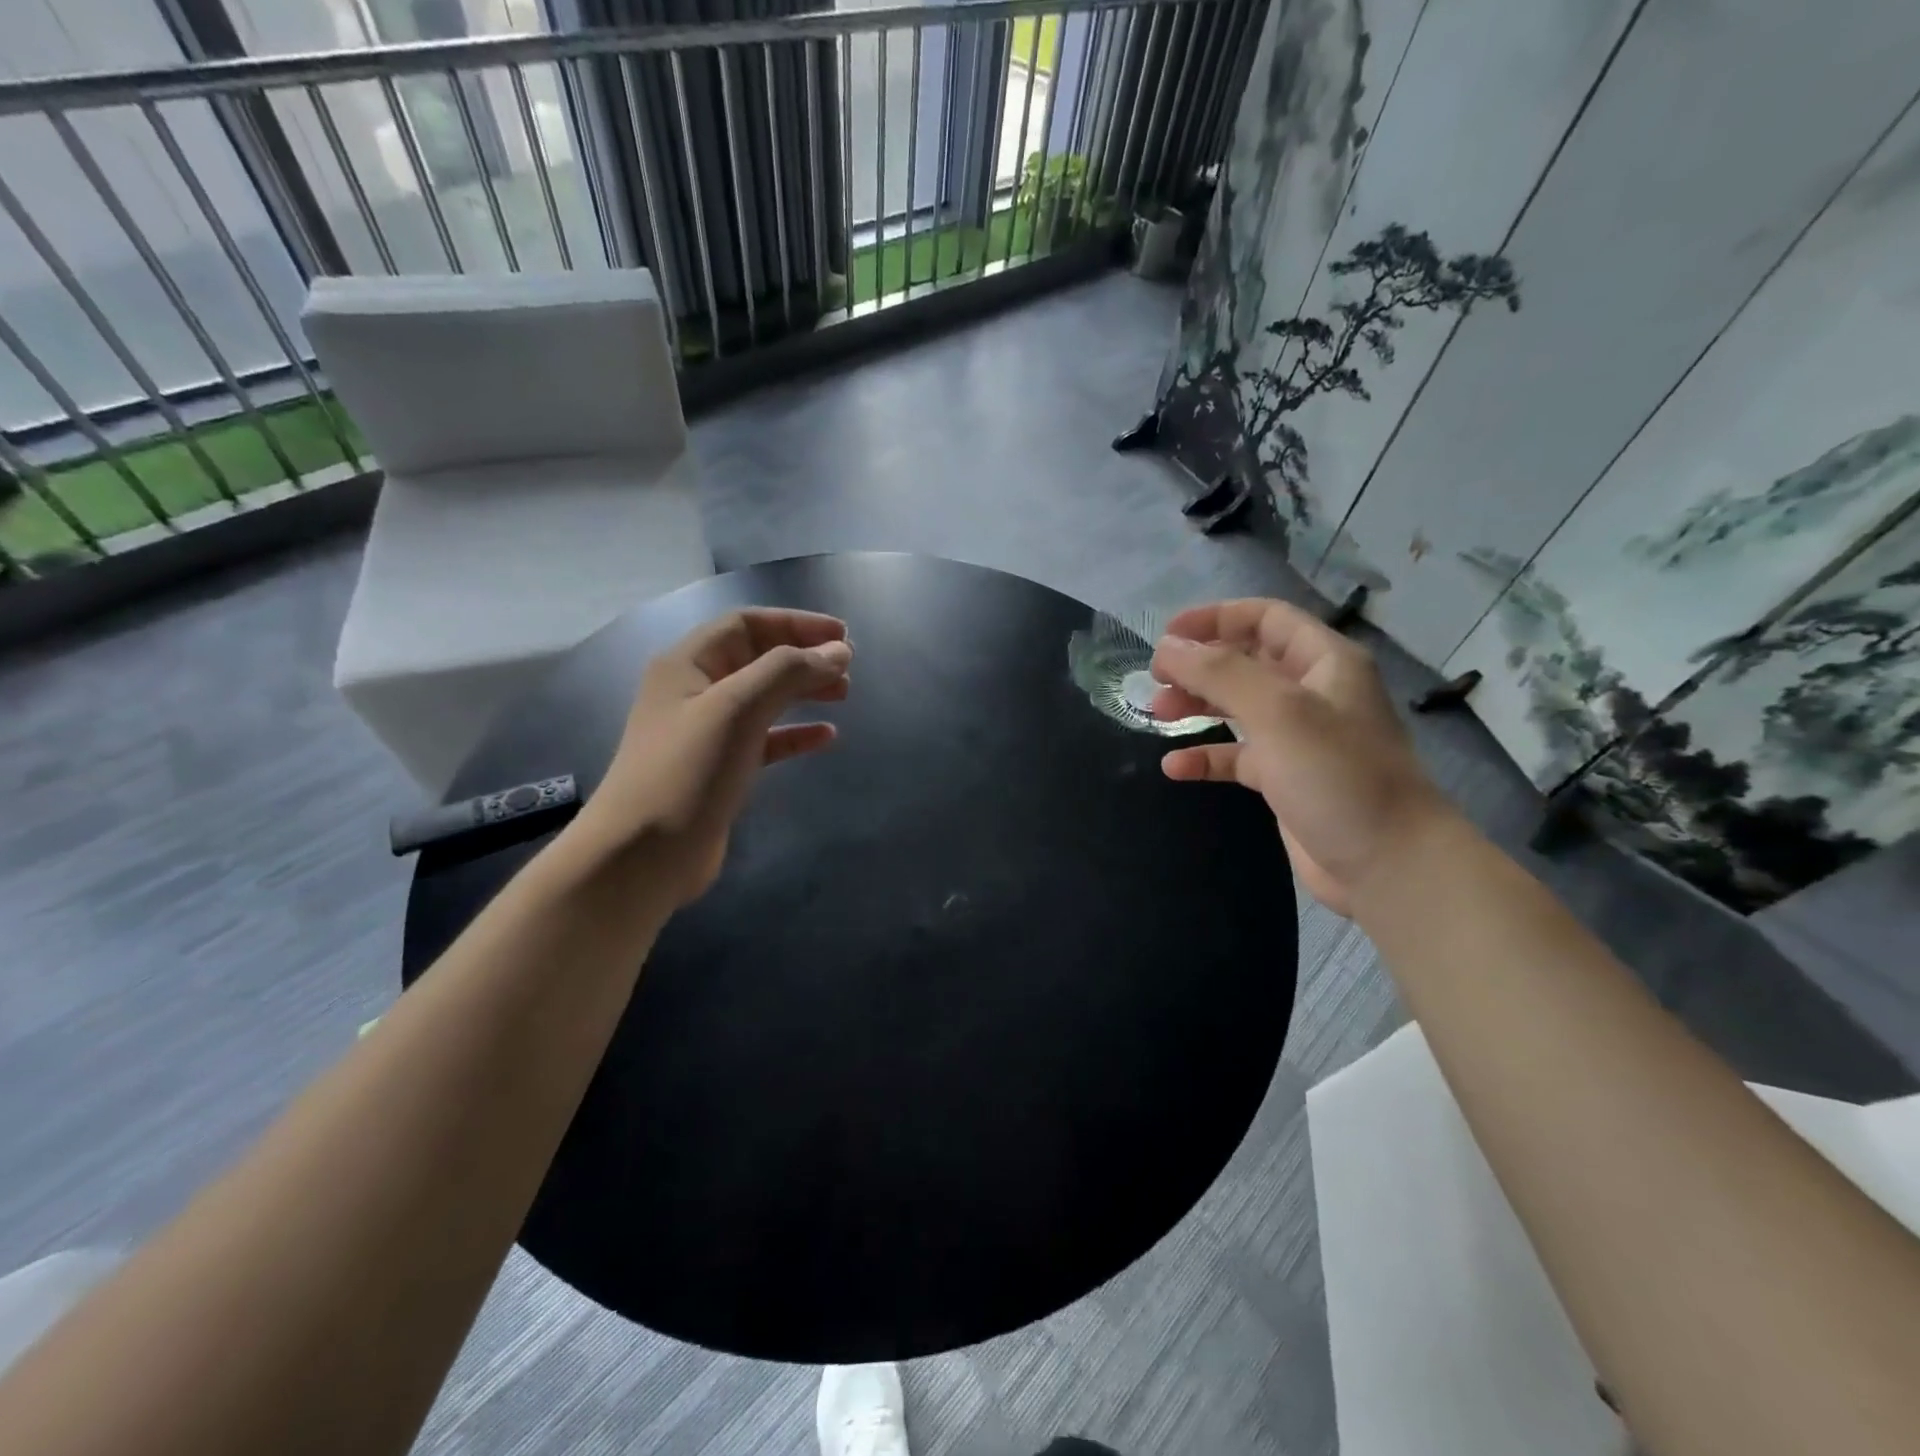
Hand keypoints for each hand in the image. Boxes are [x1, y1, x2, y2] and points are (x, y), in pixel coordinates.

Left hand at [573, 608, 852, 905]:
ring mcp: (707, 732)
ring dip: (803, 691)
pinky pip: (765, 739)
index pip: (747, 624)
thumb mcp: (738, 708)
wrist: (644, 855)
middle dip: (803, 657)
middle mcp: (694, 691)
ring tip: (843, 694)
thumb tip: (838, 652)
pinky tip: (826, 737)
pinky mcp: (720, 769)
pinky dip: (795, 734)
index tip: (842, 636)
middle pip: (757, 658)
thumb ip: (789, 672)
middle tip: (849, 667)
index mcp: (688, 664)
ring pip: (764, 698)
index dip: (796, 623)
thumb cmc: (689, 771)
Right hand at [1150, 598, 1456, 915]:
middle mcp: (1312, 693)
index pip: (1266, 618)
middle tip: (1156, 680)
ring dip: (1197, 706)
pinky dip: (1206, 756)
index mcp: (1324, 662)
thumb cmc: (1337, 775)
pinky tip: (1176, 767)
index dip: (1215, 618)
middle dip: (1199, 665)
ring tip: (1158, 713)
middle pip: (1246, 661)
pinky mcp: (1285, 780)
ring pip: (1238, 708)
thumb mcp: (1277, 711)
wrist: (1387, 864)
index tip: (1167, 635)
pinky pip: (1237, 756)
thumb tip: (1167, 647)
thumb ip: (1219, 673)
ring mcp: (1299, 738)